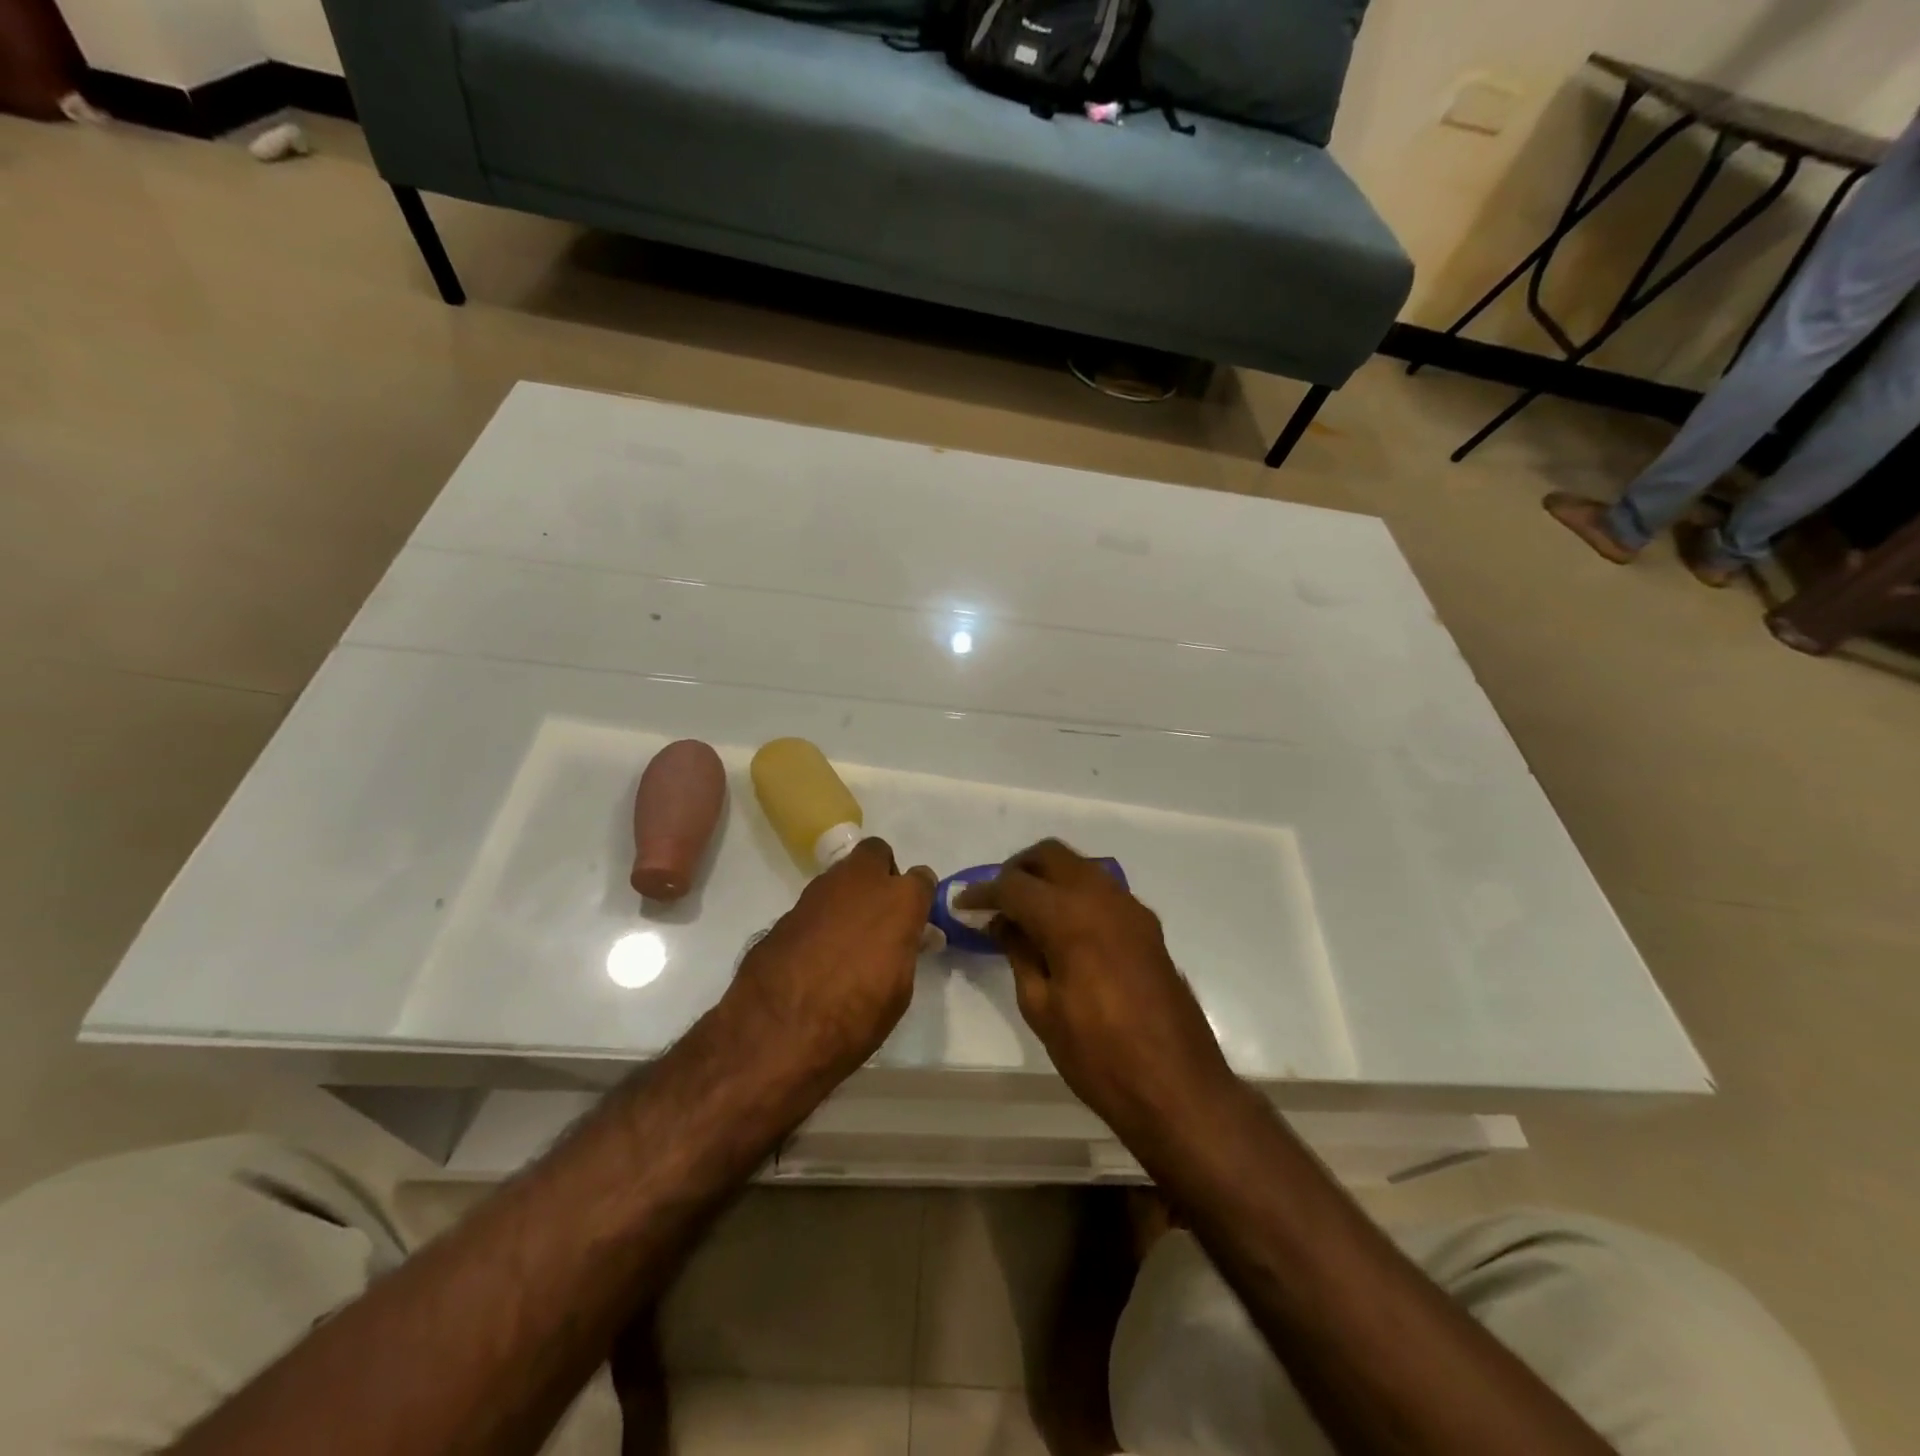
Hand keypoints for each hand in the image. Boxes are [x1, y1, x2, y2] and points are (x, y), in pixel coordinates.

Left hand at [723, 838, 935, 1087]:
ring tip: (847, 936)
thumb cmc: (855, 1017)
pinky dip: (821, 918)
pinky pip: (815, 903)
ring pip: (842, 874)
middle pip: (876, 853)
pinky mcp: (787, 910)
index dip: (919, 897)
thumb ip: (902, 950)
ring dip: (849, 894)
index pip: (921, 878)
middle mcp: (859, 883)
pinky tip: (816, 951)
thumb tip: (901, 939)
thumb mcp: (898, 990)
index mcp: (898, 901)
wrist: (778, 1031)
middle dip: (881, 873)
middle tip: (880, 911)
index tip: (915, 918)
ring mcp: (818, 892)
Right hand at [958, 840, 1235, 1142]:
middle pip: (1050, 855)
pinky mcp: (1147, 925)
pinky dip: (1075, 893)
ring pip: (1079, 866)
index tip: (963, 903)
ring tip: (1026, 913)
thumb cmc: (1099, 1055)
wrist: (1178, 1086)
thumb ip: (1019, 953)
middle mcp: (1102, 897)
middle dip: (1017, 870)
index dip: (983, 892)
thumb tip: (1004, 923)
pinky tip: (1063, 929)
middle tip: (996, 900)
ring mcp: (1130, 907)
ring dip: (1048, 877)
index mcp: (1069, 917)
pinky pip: (1102, 889)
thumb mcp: (1042, 1009)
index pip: (1014, 885)